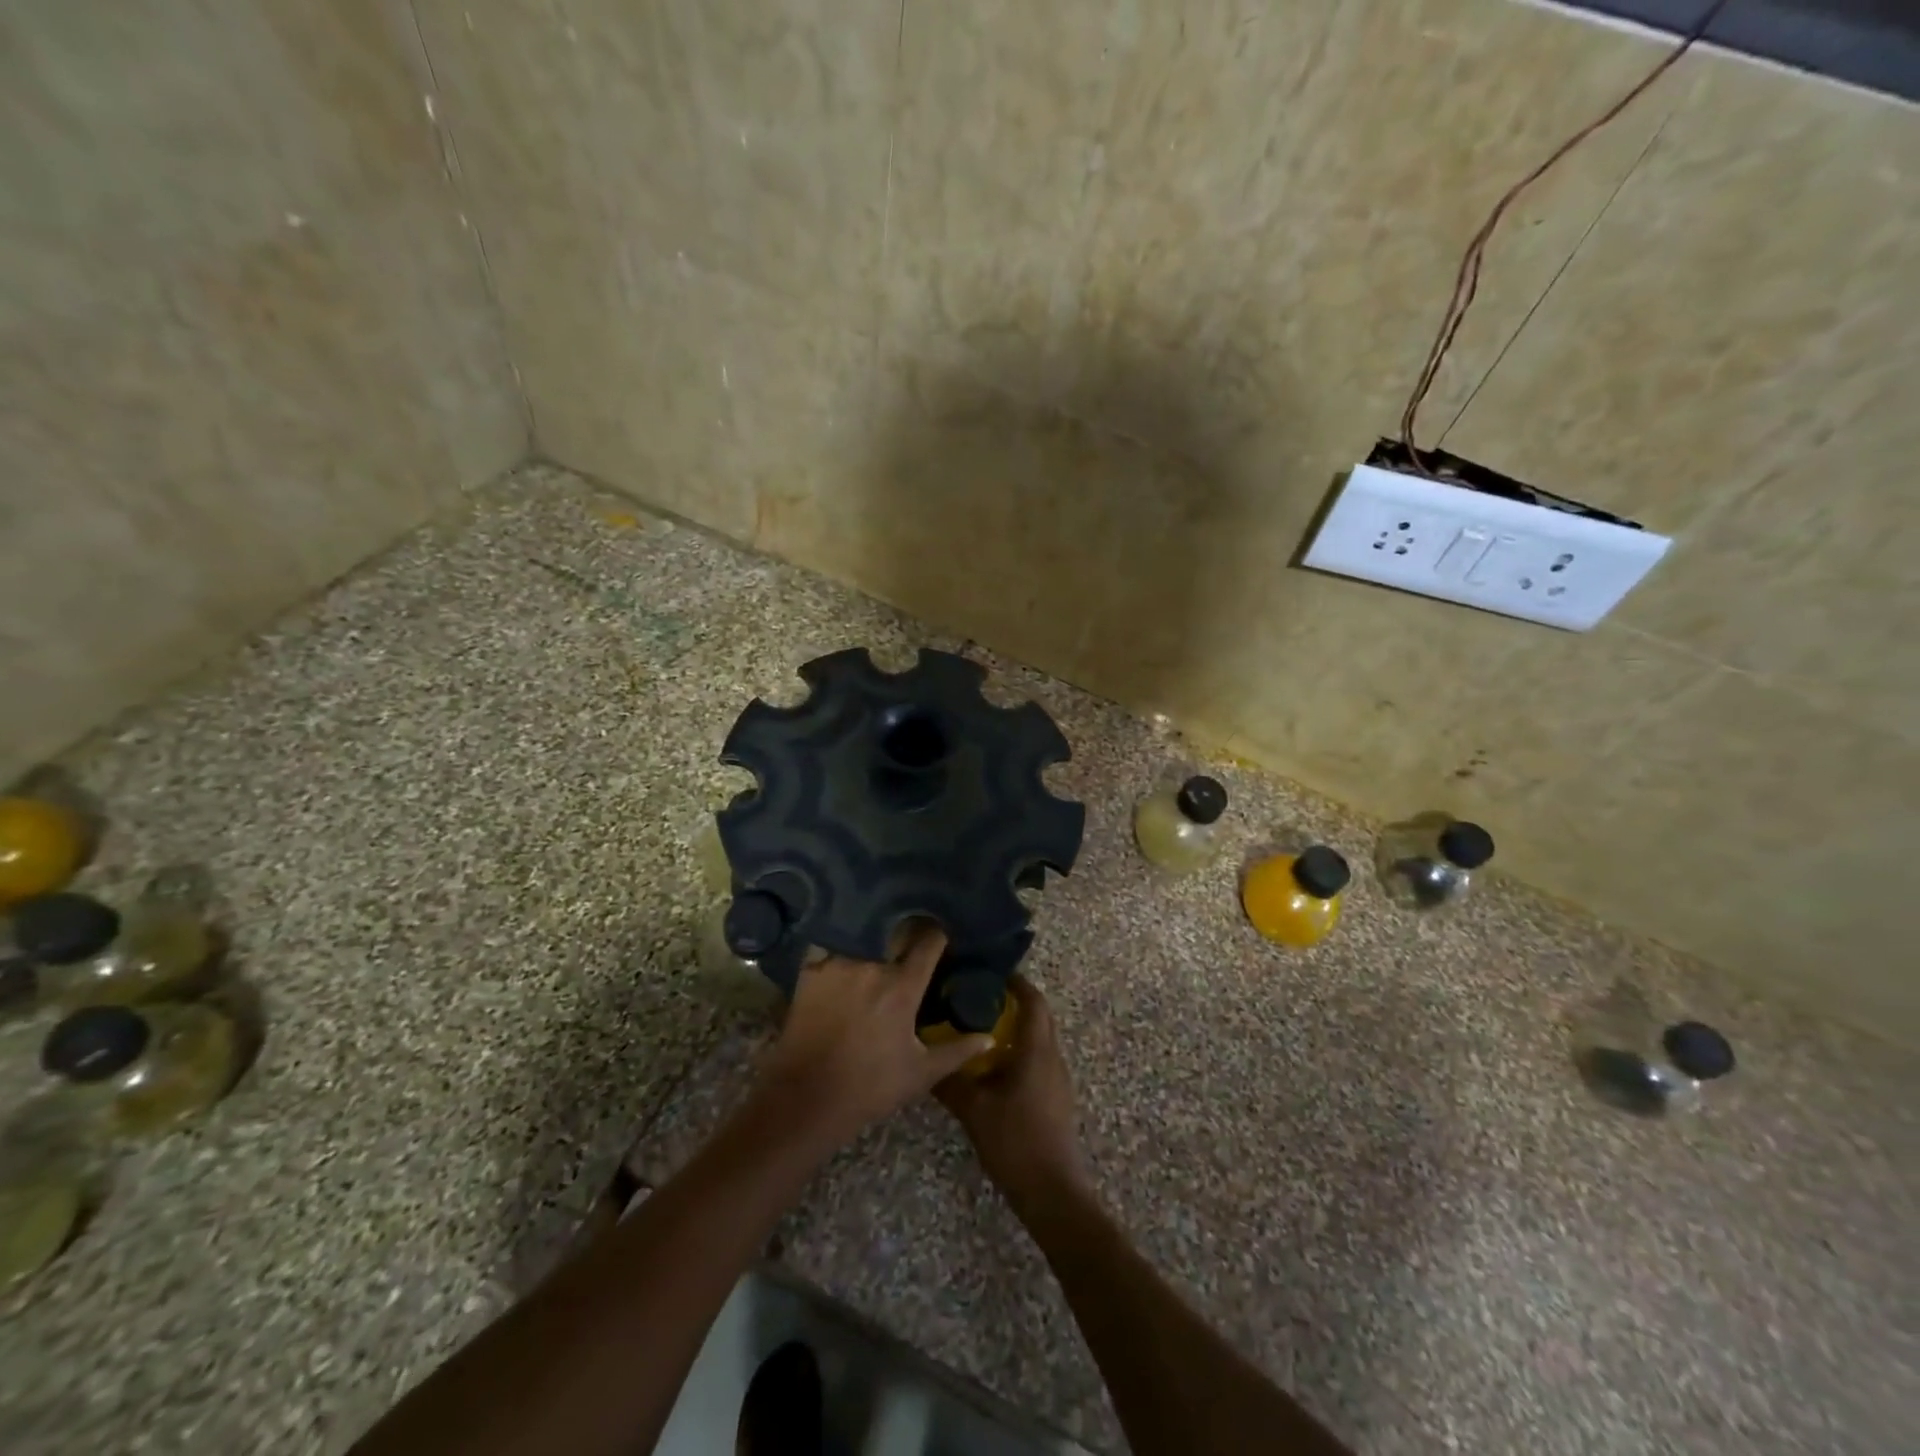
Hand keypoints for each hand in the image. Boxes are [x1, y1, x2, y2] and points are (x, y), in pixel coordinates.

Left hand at [755, 926, 993, 1149]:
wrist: (806, 1100)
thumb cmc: (869, 1088)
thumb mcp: (920, 1073)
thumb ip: (957, 1051)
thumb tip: (990, 1038)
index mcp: (902, 986)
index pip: (930, 941)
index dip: (940, 933)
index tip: (945, 933)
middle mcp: (871, 965)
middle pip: (897, 928)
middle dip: (909, 926)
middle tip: (916, 929)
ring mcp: (837, 964)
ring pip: (863, 931)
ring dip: (876, 929)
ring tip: (883, 928)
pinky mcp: (810, 971)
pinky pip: (829, 941)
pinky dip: (840, 937)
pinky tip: (846, 939)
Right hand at [936, 976, 1090, 1212]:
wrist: (1052, 1192)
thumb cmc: (1015, 1141)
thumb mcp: (974, 1109)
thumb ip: (950, 1081)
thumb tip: (925, 1059)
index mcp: (1036, 1050)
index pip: (1033, 1001)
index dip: (1016, 982)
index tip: (990, 973)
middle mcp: (1052, 1057)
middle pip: (1038, 1016)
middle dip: (1014, 1002)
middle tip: (979, 996)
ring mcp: (1057, 1078)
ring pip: (1039, 1039)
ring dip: (1015, 1027)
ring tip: (980, 1028)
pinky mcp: (1056, 1097)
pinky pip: (1038, 1059)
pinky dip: (1018, 1050)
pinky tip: (992, 1066)